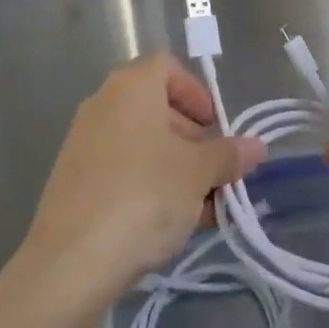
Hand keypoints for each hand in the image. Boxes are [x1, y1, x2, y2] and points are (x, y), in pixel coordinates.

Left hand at [28, 53, 265, 301]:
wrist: (71, 260)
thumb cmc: (144, 196)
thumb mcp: (198, 174)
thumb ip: (228, 155)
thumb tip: (256, 146)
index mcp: (131, 87)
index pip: (167, 66)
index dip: (196, 92)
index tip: (215, 127)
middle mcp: (103, 104)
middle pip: (156, 107)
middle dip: (191, 137)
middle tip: (214, 171)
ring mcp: (84, 143)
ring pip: (141, 144)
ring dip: (175, 168)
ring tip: (202, 208)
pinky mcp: (74, 182)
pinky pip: (122, 171)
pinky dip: (149, 186)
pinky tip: (170, 226)